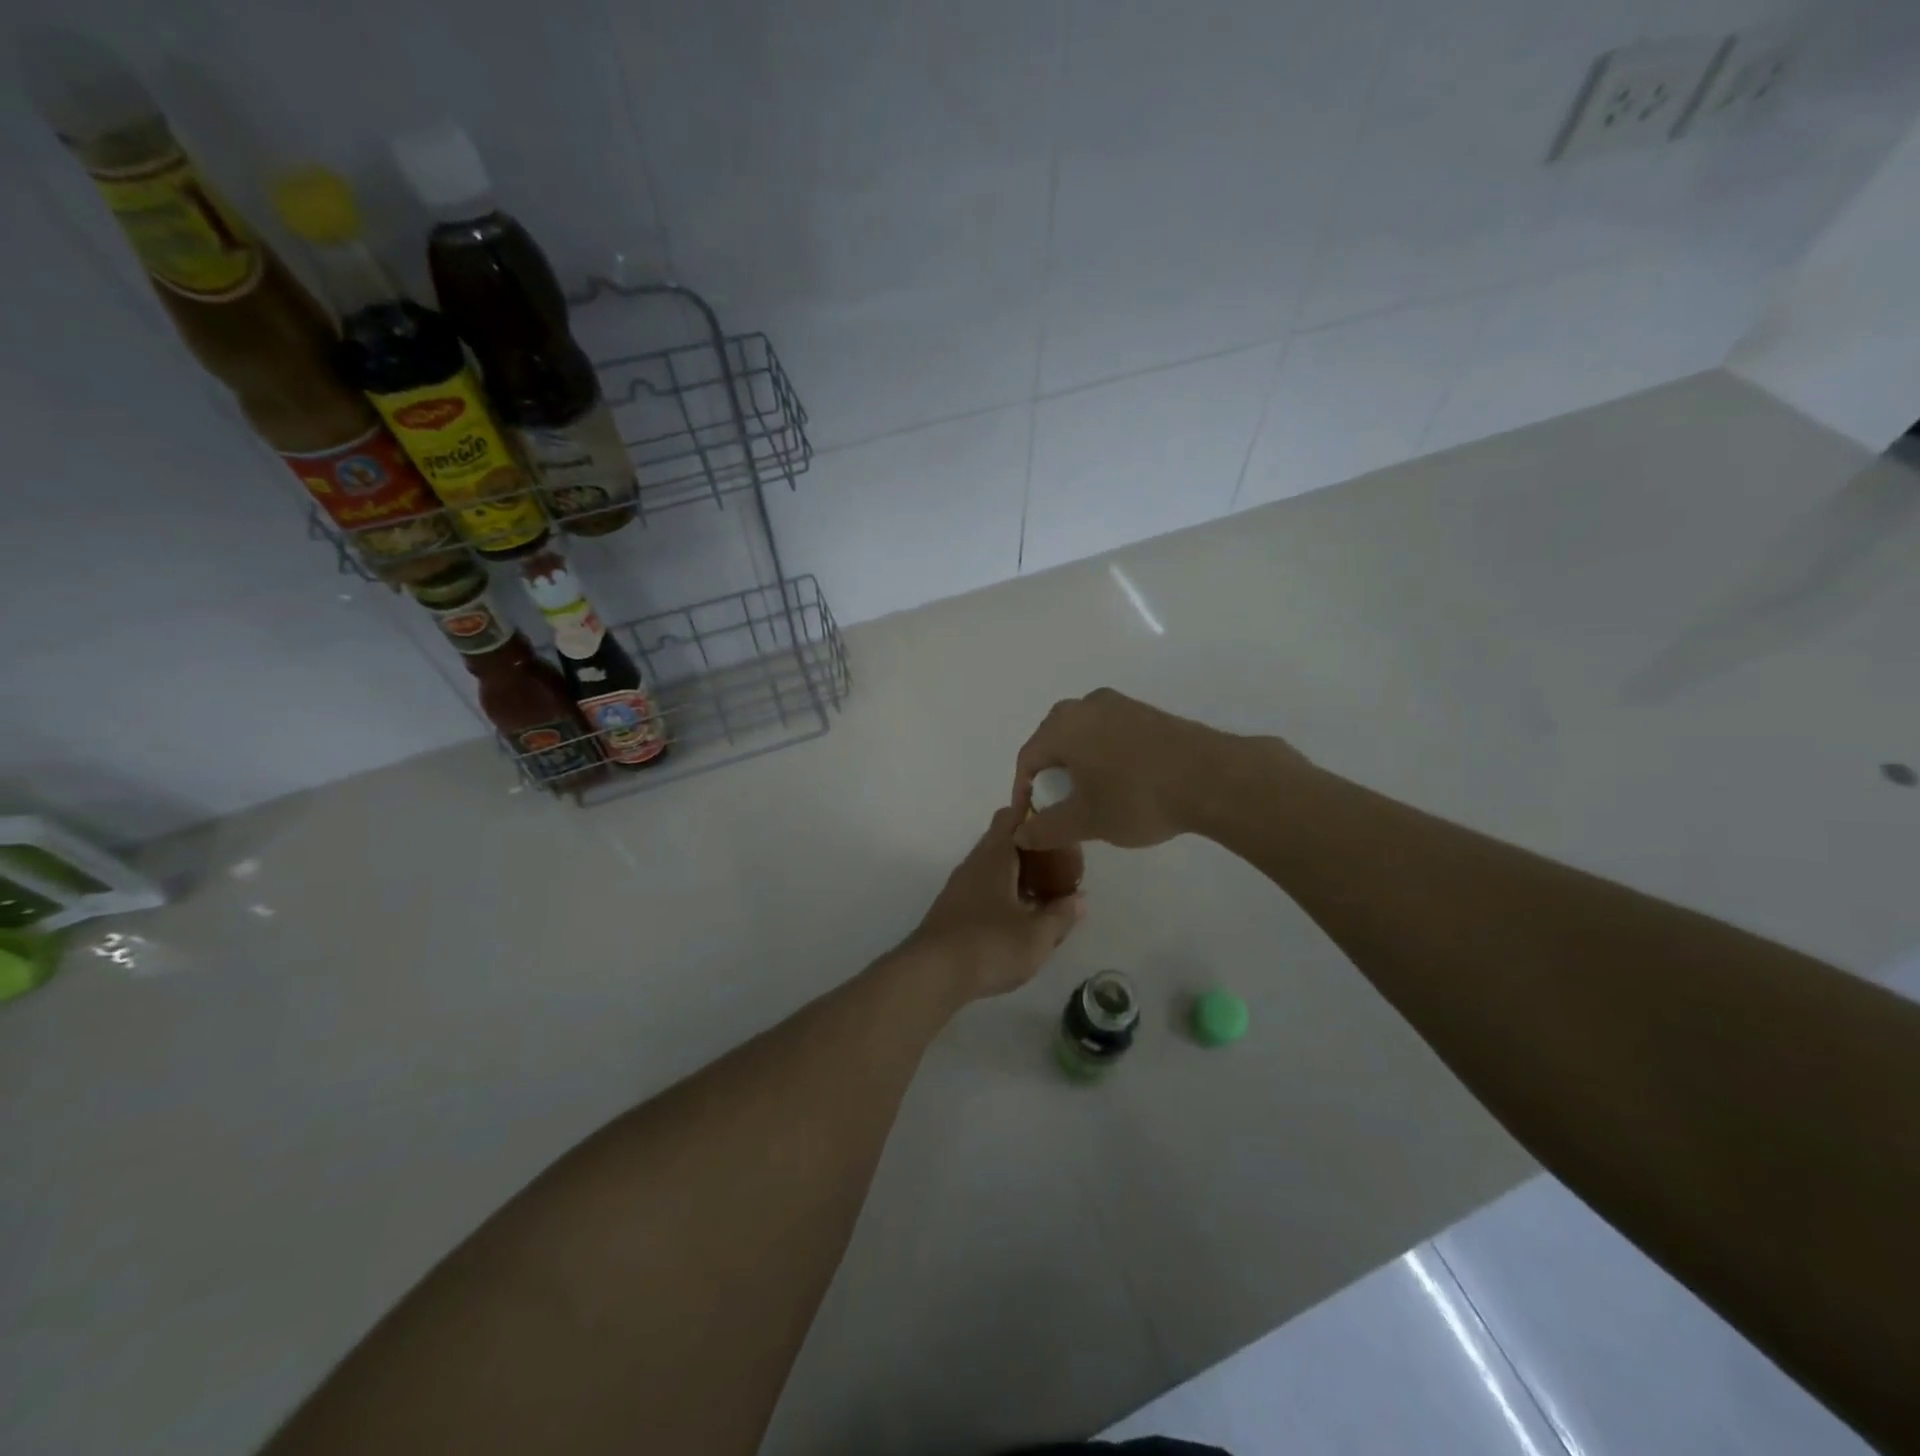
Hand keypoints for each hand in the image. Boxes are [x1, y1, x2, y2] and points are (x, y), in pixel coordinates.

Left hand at [905, 808, 1083, 1000]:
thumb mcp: (1037, 936)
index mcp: (994, 857)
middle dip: (1031, 848)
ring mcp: (959, 887)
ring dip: (1017, 873)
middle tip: (1060, 862)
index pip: (1011, 816)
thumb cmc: (989, 945)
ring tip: (1045, 892)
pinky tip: (1019, 917)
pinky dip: (1003, 893)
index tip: (1056, 819)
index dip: (1033, 812)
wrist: (931, 974)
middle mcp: (974, 864)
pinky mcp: (952, 910)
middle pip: (1002, 841)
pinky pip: (983, 889)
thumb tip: (1080, 900)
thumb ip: (1061, 916)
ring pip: (993, 867)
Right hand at [1012, 688, 1309, 850]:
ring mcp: (1119, 704)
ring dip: (1079, 765)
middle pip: (1053, 742)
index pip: (1028, 759)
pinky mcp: (1147, 712)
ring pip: (1083, 735)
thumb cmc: (1137, 797)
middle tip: (1059, 807)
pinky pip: (1109, 732)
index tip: (1032, 820)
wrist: (1213, 778)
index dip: (1023, 792)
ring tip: (1090, 797)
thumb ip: (1047, 828)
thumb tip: (1020, 834)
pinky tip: (1121, 782)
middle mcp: (1086, 705)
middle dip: (1051, 776)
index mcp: (1063, 726)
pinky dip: (1104, 756)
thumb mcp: (1086, 821)